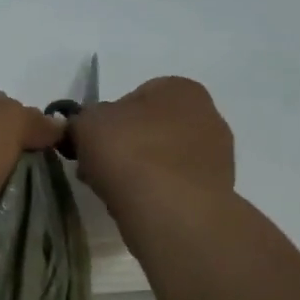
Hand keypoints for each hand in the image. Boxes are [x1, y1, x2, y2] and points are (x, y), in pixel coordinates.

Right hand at [65, 76, 235, 223]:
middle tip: (97, 169)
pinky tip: (138, 207)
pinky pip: (174, 186)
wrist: (171, 211)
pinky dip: (155, 193)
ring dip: (139, 172)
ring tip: (114, 192)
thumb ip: (82, 120)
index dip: (106, 121)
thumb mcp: (86, 124)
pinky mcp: (216, 191)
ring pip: (161, 159)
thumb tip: (86, 129)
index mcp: (180, 88)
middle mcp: (208, 114)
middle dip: (124, 147)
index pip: (134, 97)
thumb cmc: (129, 153)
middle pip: (150, 129)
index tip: (89, 144)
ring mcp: (217, 155)